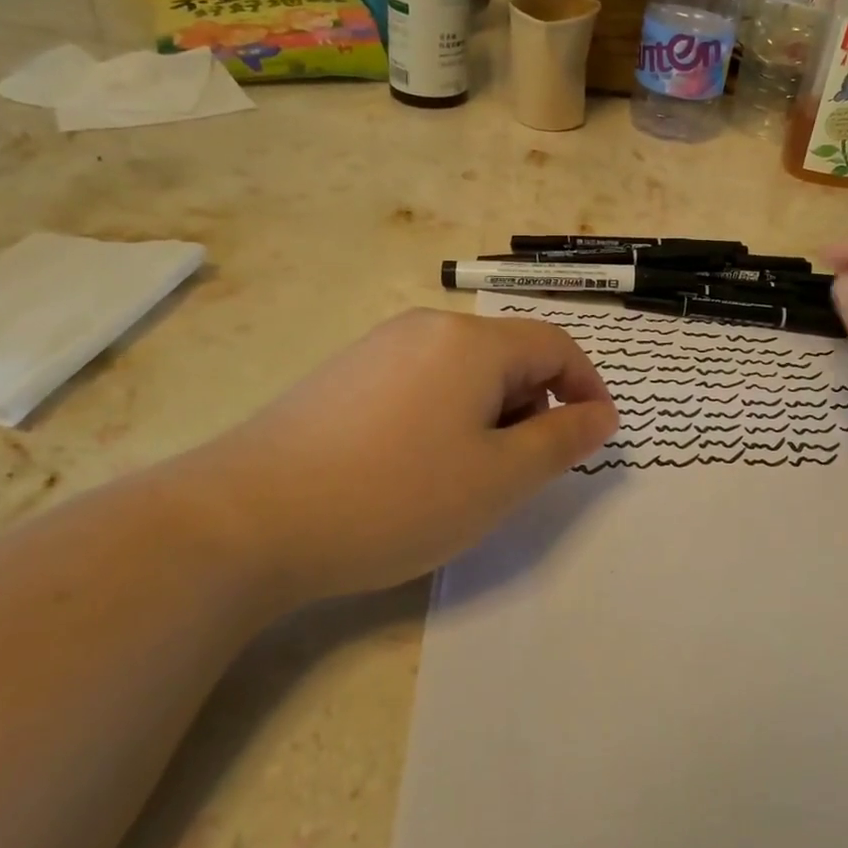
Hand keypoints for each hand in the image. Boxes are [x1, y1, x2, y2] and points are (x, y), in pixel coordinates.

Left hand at [182, 310, 616, 600]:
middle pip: (508, 355)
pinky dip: (445, 417)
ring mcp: (378, 348)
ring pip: (463, 372)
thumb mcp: (500, 479)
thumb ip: (561, 441)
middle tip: (524, 471)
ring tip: (468, 476)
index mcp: (471, 341)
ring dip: (489, 415)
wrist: (246, 520)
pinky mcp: (343, 376)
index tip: (594, 437)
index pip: (556, 345)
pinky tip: (414, 468)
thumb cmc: (396, 497)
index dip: (586, 387)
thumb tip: (601, 414)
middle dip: (534, 406)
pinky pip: (420, 383)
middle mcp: (426, 328)